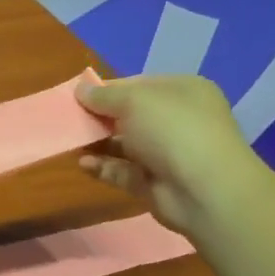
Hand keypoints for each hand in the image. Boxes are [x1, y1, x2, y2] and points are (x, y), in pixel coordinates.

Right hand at [74, 75, 268, 237]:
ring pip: (125, 144)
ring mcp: (168, 153)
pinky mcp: (155, 183)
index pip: (138, 85)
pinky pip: (122, 171)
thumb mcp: (133, 100)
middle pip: (130, 115)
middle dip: (100, 117)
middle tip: (71, 119)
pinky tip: (83, 163)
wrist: (204, 190)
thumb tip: (80, 89)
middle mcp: (178, 120)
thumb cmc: (172, 129)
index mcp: (182, 91)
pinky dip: (103, 167)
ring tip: (70, 142)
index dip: (108, 89)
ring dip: (98, 142)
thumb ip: (103, 95)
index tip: (78, 95)